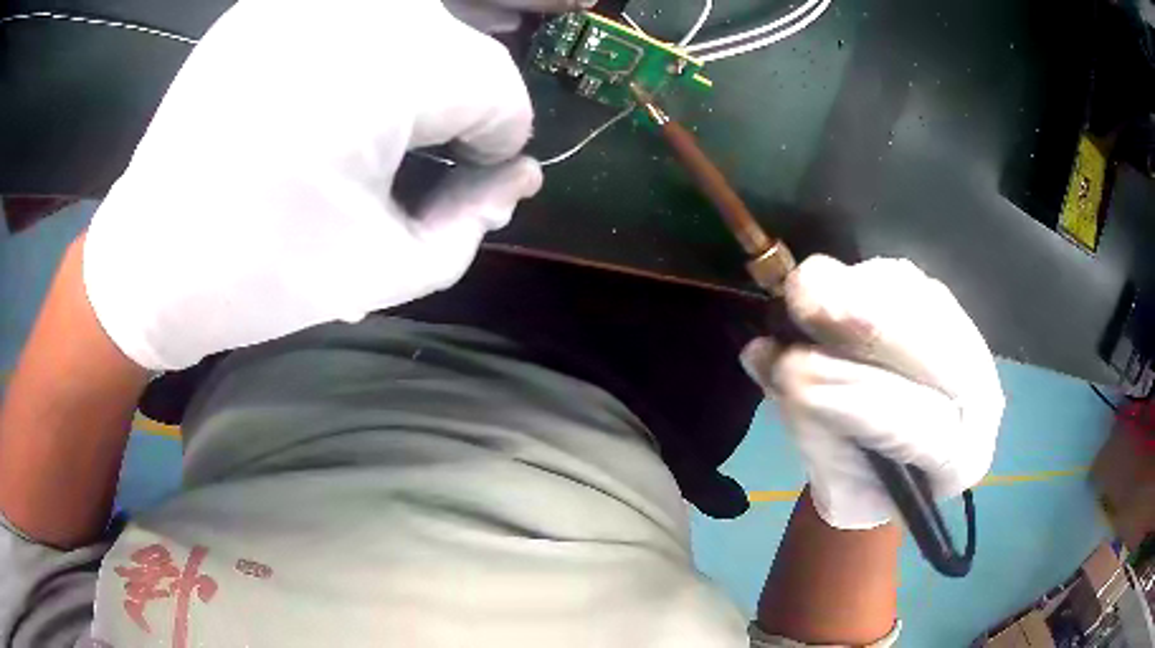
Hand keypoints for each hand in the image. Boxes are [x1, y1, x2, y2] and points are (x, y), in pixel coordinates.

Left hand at [84, 0, 582, 370]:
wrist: (151, 259)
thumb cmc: (263, 276)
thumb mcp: (387, 269)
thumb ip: (472, 220)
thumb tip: (516, 177)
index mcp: (394, 69)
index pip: (496, 87)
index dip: (501, 136)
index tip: (481, 170)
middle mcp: (360, 9)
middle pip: (464, 34)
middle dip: (473, 86)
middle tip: (462, 128)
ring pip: (413, 10)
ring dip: (435, 45)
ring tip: (422, 93)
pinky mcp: (266, 6)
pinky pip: (350, 14)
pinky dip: (375, 35)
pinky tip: (359, 75)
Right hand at [741, 255, 1004, 529]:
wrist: (890, 462)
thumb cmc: (861, 485)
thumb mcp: (835, 482)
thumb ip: (811, 423)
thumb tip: (768, 356)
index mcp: (961, 461)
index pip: (921, 426)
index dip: (858, 399)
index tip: (795, 371)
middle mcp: (982, 397)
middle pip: (936, 346)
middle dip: (866, 322)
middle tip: (803, 295)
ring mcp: (968, 340)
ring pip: (920, 301)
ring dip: (858, 293)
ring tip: (806, 298)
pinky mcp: (943, 303)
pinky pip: (903, 277)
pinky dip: (860, 278)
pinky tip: (831, 288)